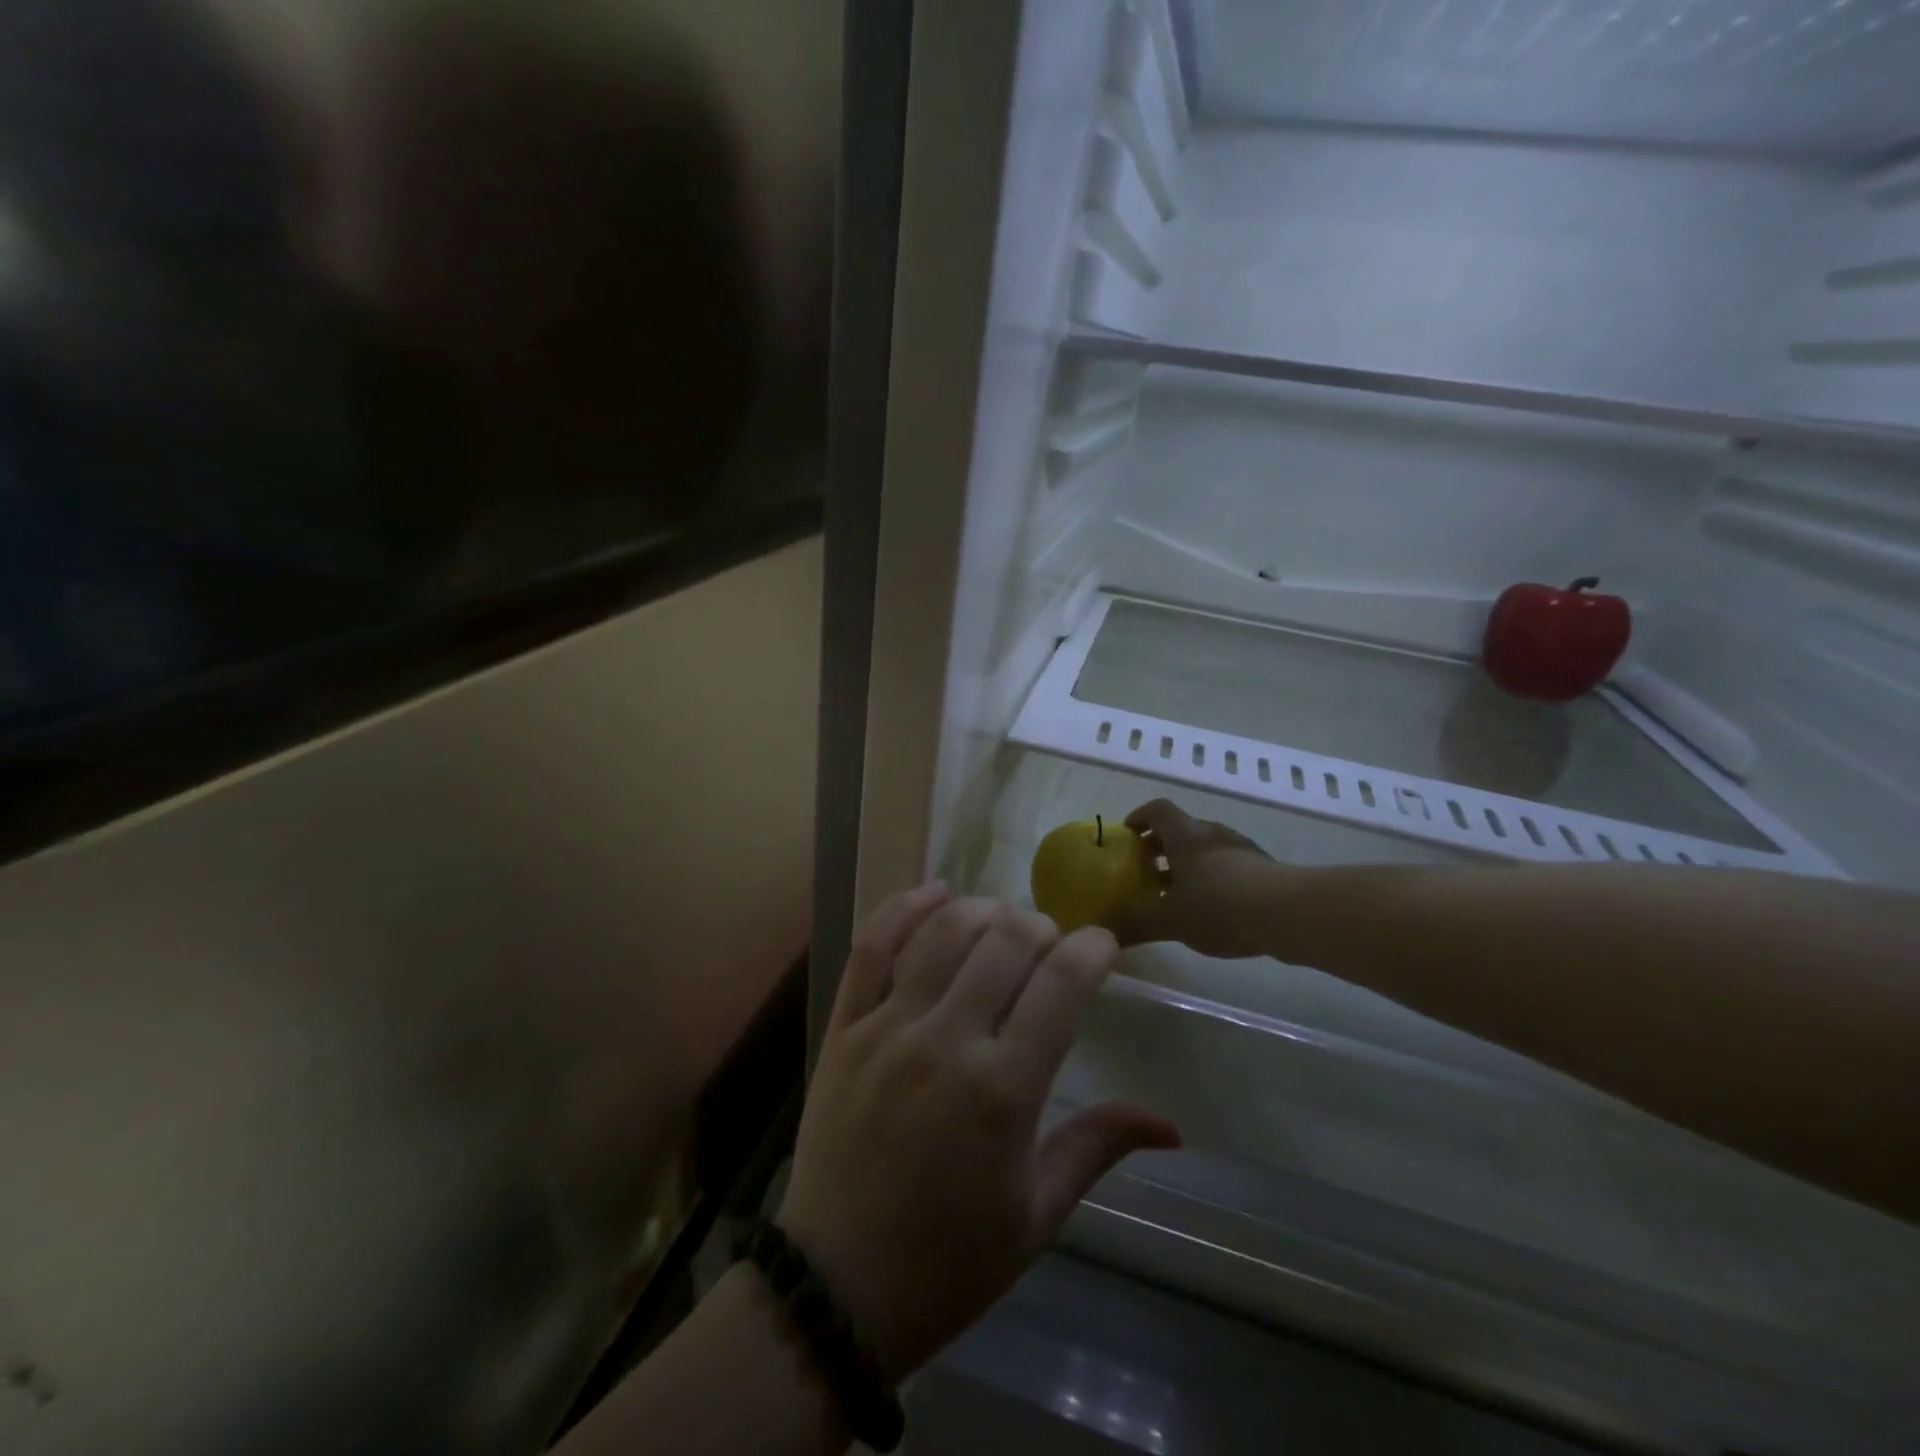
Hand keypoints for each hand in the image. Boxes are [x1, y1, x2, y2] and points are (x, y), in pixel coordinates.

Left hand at [777, 885, 1179, 1382]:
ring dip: (983, 911)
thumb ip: (1098, 1146)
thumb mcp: (1037, 1215)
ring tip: (1002, 923)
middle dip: (1041, 926)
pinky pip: (872, 946)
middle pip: (1004, 942)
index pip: (1061, 983)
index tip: (1103, 944)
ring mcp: (887, 1028)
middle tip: (1051, 943)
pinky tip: (935, 893)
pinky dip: (905, 908)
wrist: (836, 1291)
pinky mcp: (844, 1026)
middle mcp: (946, 1043)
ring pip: (943, 932)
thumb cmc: (950, 1261)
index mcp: (1003, 1092)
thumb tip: (1171, 1124)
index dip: (1092, 948)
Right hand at [1107, 799, 1289, 958]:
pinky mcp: (1263, 870)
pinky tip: (1211, 912)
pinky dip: (1211, 881)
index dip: (1139, 818)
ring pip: (1204, 850)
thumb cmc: (1220, 906)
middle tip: (1144, 875)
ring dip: (1186, 867)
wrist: (1290, 914)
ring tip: (1175, 898)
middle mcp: (1211, 833)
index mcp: (1184, 834)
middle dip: (1159, 849)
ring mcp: (1241, 849)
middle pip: (1180, 830)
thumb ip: (1136, 923)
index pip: (1156, 809)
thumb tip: (1104, 932)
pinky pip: (1227, 867)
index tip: (1127, 837)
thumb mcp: (1170, 920)